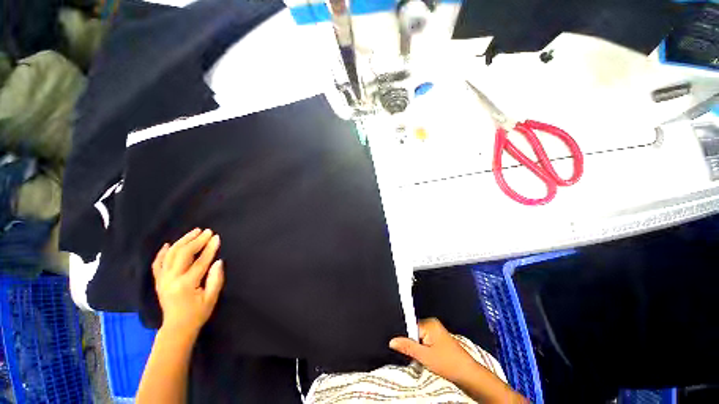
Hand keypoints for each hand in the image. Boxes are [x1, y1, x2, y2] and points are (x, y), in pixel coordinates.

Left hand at [152, 228, 223, 336]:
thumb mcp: (211, 298)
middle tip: (207, 231)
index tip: (217, 237)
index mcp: (186, 284)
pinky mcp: (158, 281)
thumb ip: (215, 279)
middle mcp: (171, 279)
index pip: (200, 261)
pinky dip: (162, 253)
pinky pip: (157, 263)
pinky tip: (168, 244)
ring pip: (170, 254)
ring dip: (182, 241)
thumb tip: (218, 261)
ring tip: (193, 232)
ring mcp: (162, 280)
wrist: (177, 328)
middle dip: (196, 241)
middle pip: (183, 254)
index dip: (210, 248)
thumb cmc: (198, 313)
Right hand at [389, 318, 483, 383]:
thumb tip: (392, 341)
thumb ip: (407, 347)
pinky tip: (426, 357)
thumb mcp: (425, 356)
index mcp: (429, 323)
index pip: (409, 326)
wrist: (467, 374)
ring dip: (417, 347)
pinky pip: (423, 340)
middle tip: (415, 355)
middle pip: (413, 331)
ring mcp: (435, 331)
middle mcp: (432, 324)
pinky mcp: (437, 338)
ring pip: (418, 337)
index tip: (403, 347)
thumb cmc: (449, 364)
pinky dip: (422, 349)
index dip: (405, 337)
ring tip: (422, 357)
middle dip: (411, 343)